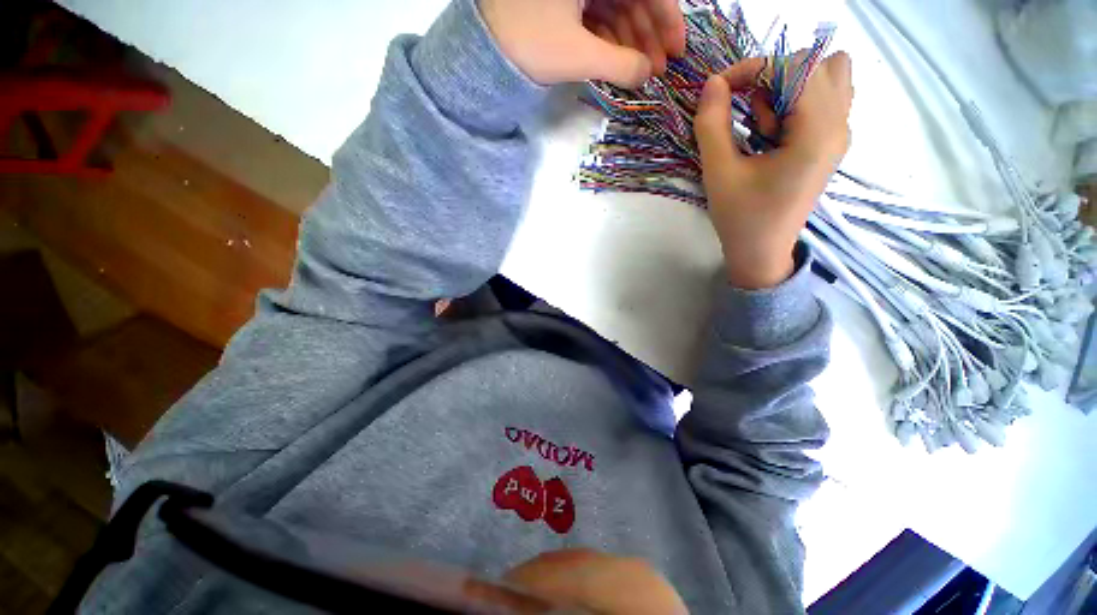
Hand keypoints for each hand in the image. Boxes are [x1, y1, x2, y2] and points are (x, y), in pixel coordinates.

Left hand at [479, 0, 685, 87]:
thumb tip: (647, 75)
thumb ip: (619, 65)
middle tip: (658, 69)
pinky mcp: (562, 3)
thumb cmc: (528, 44)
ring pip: (615, 8)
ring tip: (640, 73)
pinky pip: (595, 17)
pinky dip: (609, 40)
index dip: (667, 18)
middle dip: (648, 34)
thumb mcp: (578, 55)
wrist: (483, 53)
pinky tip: (617, 62)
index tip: (677, 50)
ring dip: (630, 41)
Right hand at [695, 53, 852, 288]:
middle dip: (772, 80)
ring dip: (788, 88)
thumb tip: (713, 84)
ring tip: (765, 128)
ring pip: (827, 75)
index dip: (751, 69)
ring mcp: (840, 133)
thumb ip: (711, 125)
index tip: (718, 91)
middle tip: (747, 121)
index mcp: (817, 133)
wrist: (762, 252)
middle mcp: (840, 125)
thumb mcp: (718, 173)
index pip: (793, 67)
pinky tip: (776, 133)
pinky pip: (826, 96)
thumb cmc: (741, 217)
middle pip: (814, 63)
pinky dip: (797, 101)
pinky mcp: (832, 142)